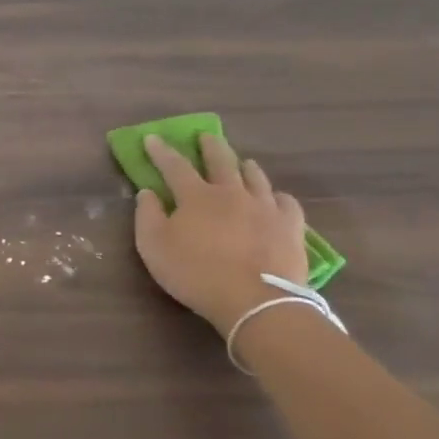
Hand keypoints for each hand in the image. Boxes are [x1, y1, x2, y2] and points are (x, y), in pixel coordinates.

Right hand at [133, 133, 310, 337]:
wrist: (256, 302)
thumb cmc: (197, 274)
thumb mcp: (154, 247)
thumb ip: (147, 216)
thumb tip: (147, 192)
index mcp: (196, 196)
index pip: (174, 165)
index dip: (161, 151)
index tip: (152, 138)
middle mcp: (232, 192)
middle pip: (221, 161)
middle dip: (210, 146)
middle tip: (205, 136)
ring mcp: (265, 207)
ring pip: (255, 177)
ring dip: (245, 166)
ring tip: (243, 162)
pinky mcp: (290, 226)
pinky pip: (286, 202)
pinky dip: (277, 196)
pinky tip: (275, 199)